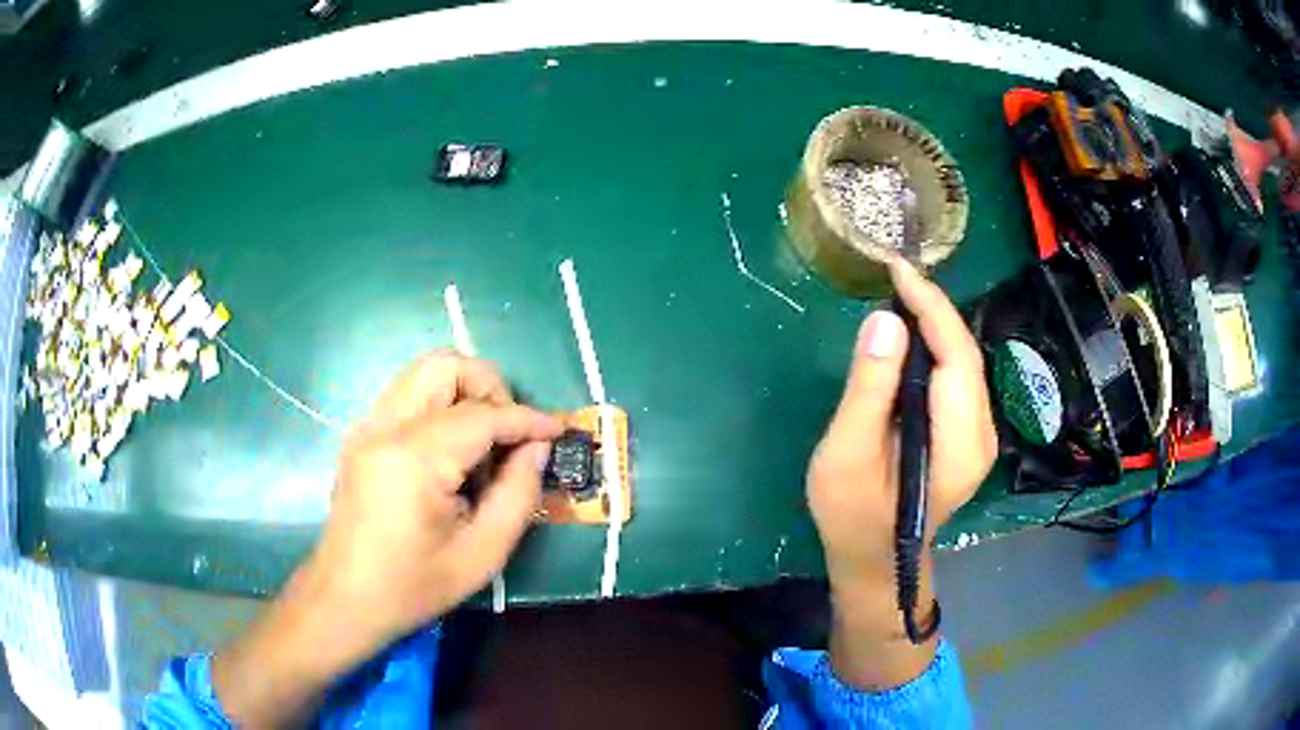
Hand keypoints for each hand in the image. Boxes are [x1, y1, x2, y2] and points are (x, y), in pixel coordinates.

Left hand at [213, 352, 561, 726]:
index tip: (558, 429)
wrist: (345, 599)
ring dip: (463, 394)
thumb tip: (537, 447)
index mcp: (414, 460)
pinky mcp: (361, 436)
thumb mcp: (482, 555)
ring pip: (423, 373)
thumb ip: (518, 494)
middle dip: (489, 387)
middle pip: (444, 366)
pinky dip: (440, 406)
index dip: (527, 418)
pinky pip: (408, 396)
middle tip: (510, 435)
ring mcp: (367, 427)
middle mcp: (385, 428)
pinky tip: (452, 455)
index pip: (482, 415)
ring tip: (484, 444)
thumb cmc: (413, 587)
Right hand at [809, 259, 996, 688]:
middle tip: (893, 275)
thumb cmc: (853, 514)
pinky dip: (936, 347)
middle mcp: (981, 435)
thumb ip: (869, 390)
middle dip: (933, 308)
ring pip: (964, 363)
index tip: (898, 270)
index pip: (956, 357)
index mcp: (958, 444)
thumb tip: (885, 320)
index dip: (932, 307)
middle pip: (965, 355)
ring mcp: (979, 436)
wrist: (874, 557)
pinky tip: (911, 334)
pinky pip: (957, 378)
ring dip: (935, 324)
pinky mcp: (967, 434)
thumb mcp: (847, 455)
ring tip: (900, 293)